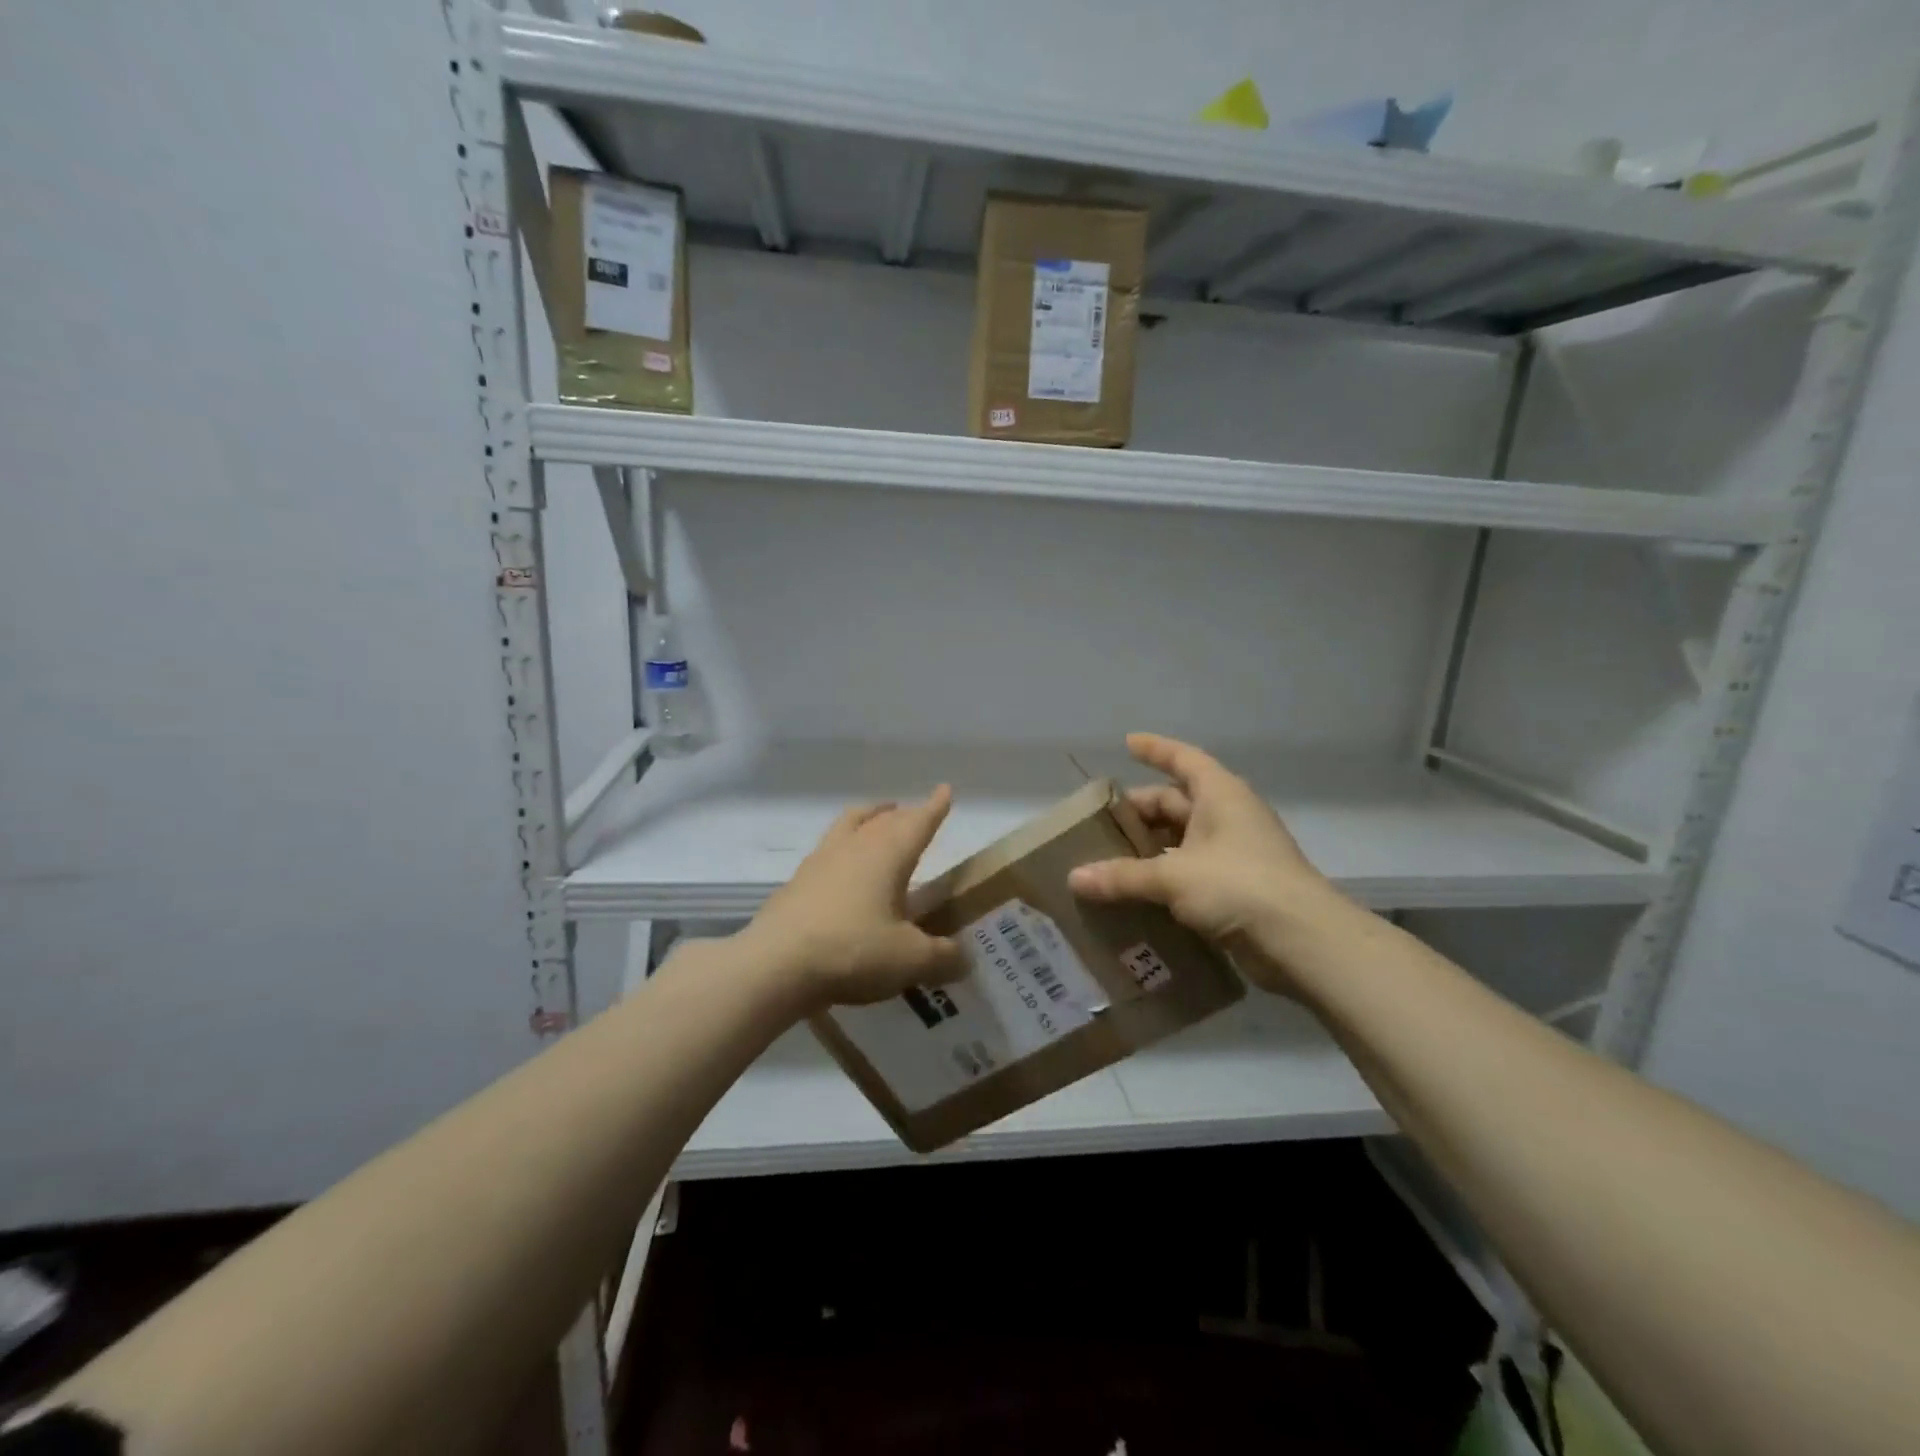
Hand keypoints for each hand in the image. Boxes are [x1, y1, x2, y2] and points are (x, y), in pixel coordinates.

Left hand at [742, 787, 967, 1011]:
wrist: (775, 965)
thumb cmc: (853, 950)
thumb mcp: (910, 960)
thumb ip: (943, 958)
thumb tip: (964, 959)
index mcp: (888, 854)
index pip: (918, 822)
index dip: (934, 808)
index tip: (944, 790)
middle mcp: (855, 847)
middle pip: (884, 820)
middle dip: (904, 815)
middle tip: (915, 814)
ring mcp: (821, 861)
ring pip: (850, 824)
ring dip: (868, 817)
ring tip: (878, 819)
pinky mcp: (797, 882)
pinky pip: (828, 851)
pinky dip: (843, 849)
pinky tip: (842, 870)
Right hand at [1068, 734, 1352, 990]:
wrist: (1303, 943)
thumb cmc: (1239, 886)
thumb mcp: (1173, 876)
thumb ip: (1123, 876)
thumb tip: (1074, 878)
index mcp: (1220, 796)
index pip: (1183, 759)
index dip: (1155, 749)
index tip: (1127, 743)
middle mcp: (1228, 817)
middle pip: (1175, 804)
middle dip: (1139, 813)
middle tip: (1099, 826)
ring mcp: (1235, 854)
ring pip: (1181, 842)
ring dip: (1149, 851)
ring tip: (1108, 862)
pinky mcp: (1237, 890)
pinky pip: (1190, 874)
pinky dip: (1164, 880)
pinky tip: (1136, 895)